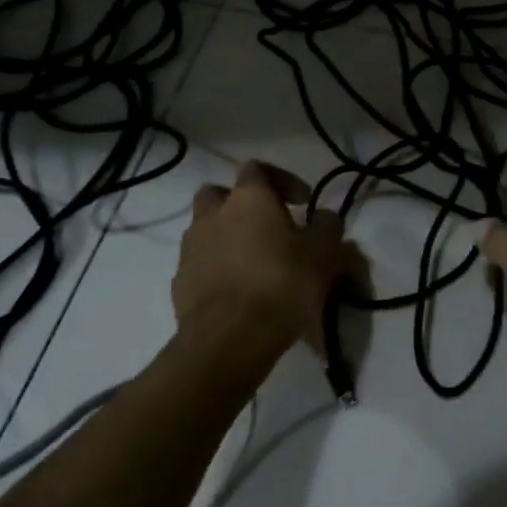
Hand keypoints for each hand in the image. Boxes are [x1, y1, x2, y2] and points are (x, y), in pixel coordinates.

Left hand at [172, 160, 348, 370]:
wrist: (229, 338)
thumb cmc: (282, 284)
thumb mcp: (323, 253)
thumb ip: (327, 226)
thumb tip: (324, 217)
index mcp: (249, 199)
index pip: (258, 169)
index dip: (282, 180)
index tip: (302, 202)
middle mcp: (213, 215)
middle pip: (219, 194)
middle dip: (241, 205)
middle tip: (267, 226)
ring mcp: (190, 248)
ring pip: (206, 229)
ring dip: (227, 237)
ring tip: (254, 263)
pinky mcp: (179, 282)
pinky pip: (200, 264)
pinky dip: (216, 269)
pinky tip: (238, 292)